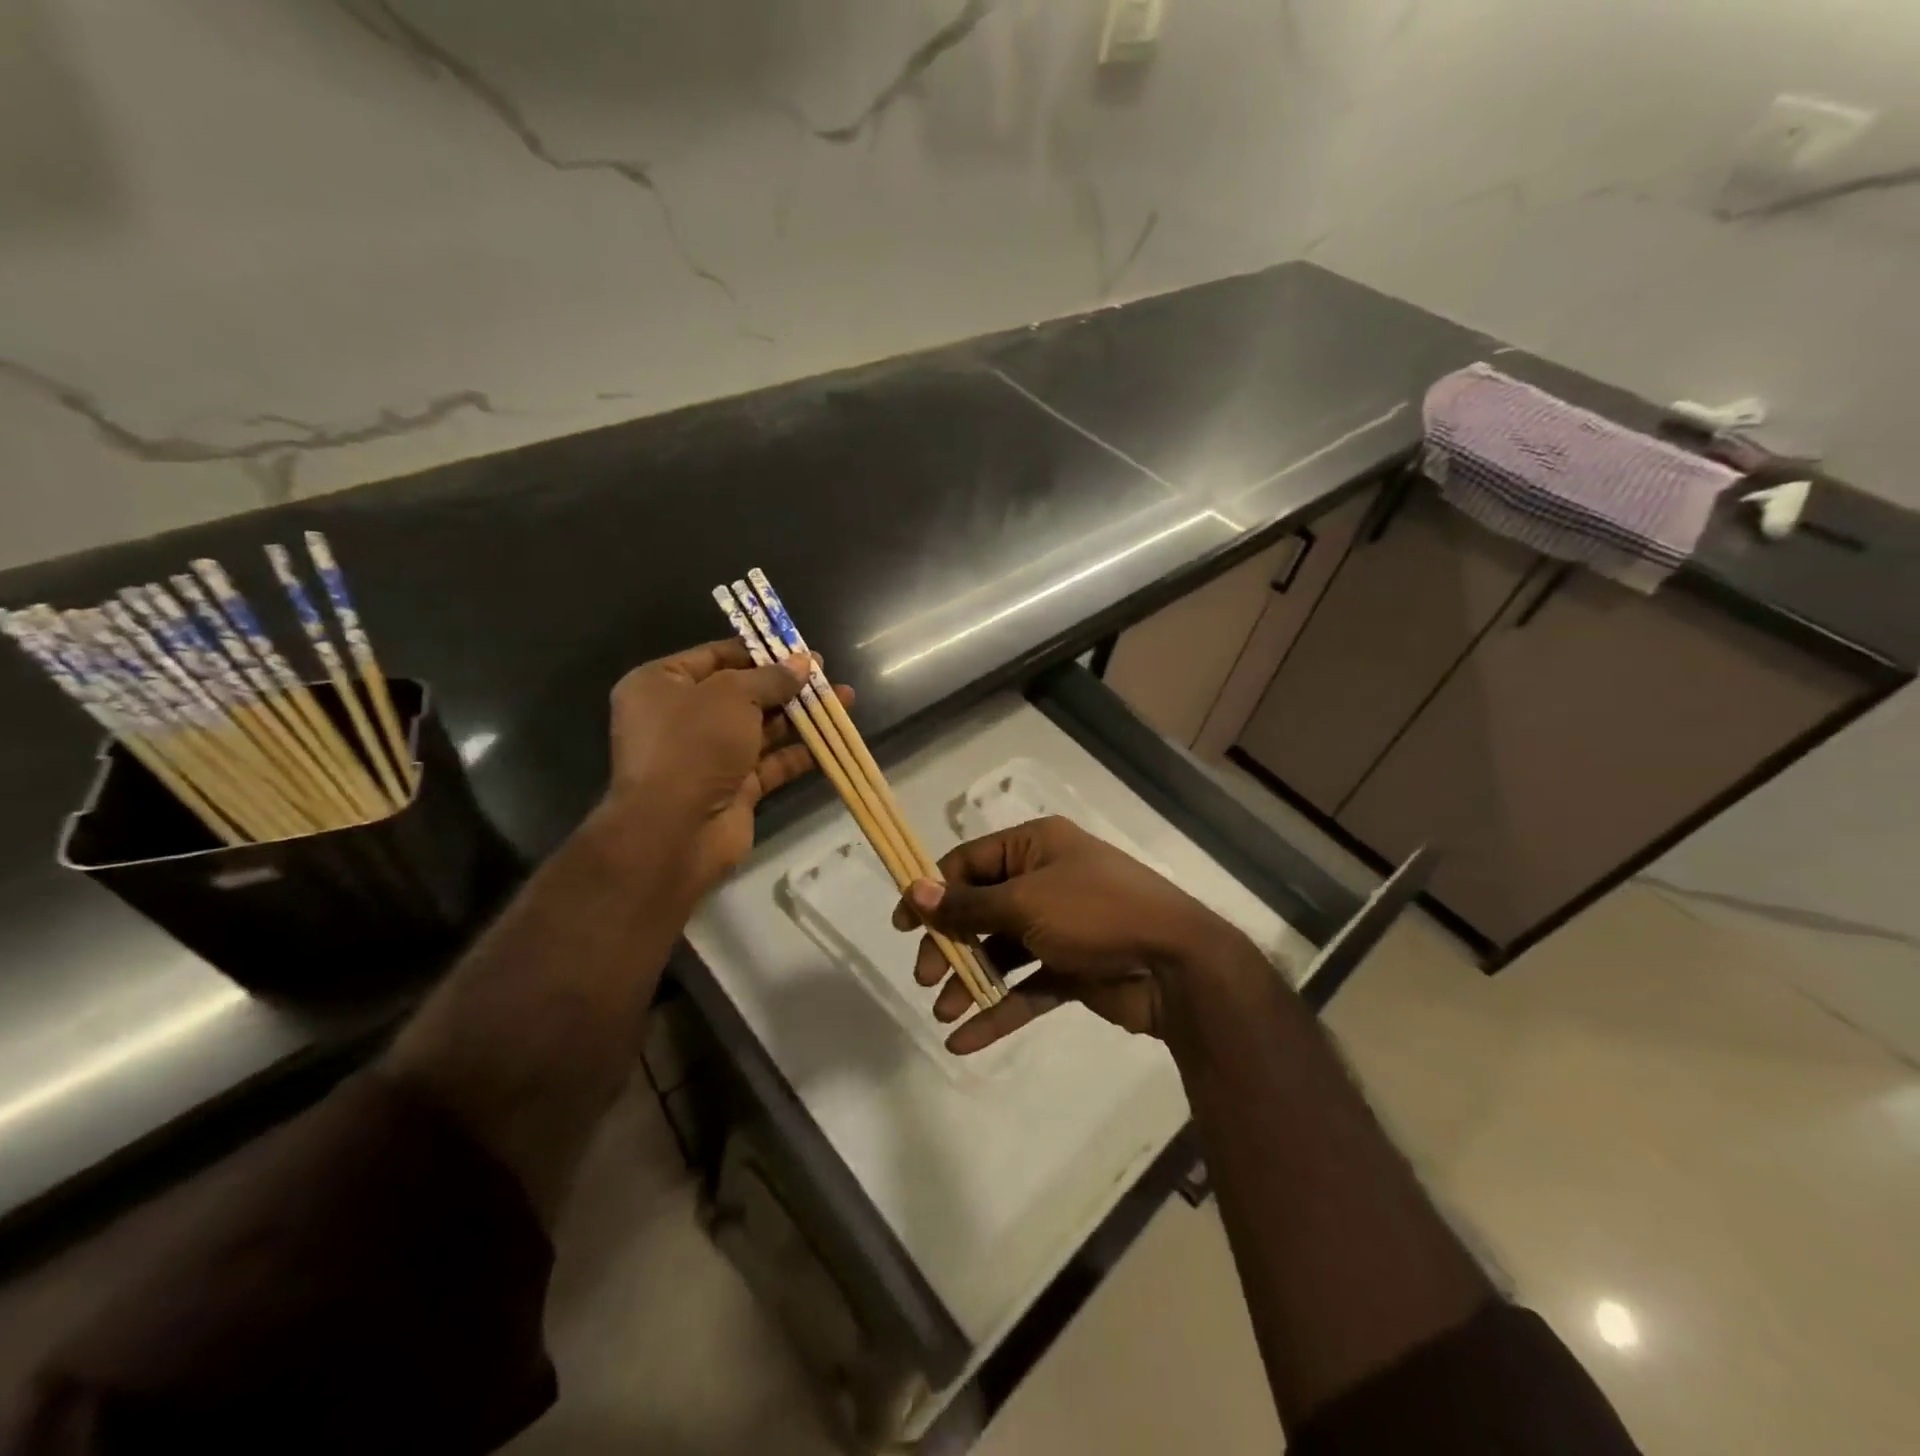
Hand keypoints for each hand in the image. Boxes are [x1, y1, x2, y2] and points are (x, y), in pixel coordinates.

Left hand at [604, 639, 850, 897]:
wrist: (676, 829)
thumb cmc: (694, 743)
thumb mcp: (733, 694)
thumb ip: (771, 677)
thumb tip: (804, 662)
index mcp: (661, 685)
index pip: (714, 656)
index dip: (758, 651)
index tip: (797, 648)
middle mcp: (681, 718)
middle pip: (742, 693)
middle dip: (785, 684)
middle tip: (824, 674)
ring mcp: (708, 755)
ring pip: (761, 728)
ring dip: (800, 715)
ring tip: (843, 700)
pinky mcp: (733, 788)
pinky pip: (770, 763)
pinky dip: (799, 752)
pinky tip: (832, 739)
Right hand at [891, 815, 1245, 1052]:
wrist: (1178, 965)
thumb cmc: (1097, 913)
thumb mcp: (1026, 902)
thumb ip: (967, 904)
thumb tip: (915, 889)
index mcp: (1036, 847)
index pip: (969, 862)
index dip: (933, 890)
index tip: (903, 925)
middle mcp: (1045, 881)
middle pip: (980, 909)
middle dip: (949, 943)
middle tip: (925, 976)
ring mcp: (1060, 927)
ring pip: (1000, 952)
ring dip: (969, 980)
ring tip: (942, 1011)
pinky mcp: (1072, 969)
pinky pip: (1026, 987)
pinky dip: (998, 1010)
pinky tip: (964, 1040)